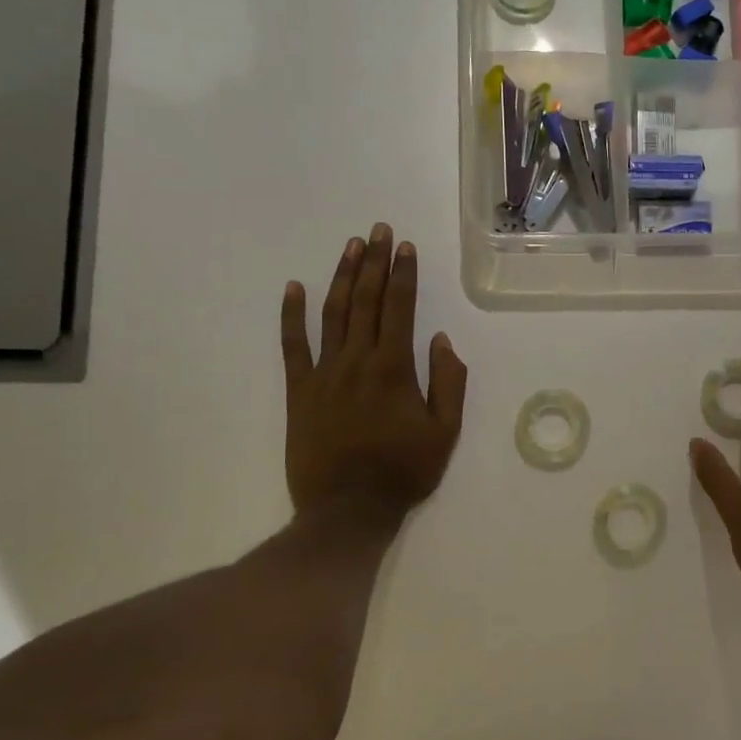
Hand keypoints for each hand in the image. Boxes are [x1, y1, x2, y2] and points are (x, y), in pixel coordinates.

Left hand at [281, 224, 467, 525]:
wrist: (348, 509)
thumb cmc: (403, 472)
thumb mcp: (445, 432)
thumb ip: (448, 383)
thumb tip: (440, 340)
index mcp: (394, 368)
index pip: (400, 308)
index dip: (403, 274)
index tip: (404, 246)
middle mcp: (357, 360)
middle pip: (365, 300)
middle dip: (373, 262)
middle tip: (378, 230)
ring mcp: (324, 373)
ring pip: (332, 314)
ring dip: (342, 277)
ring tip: (350, 247)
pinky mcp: (299, 391)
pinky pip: (292, 346)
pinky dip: (291, 315)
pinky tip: (294, 288)